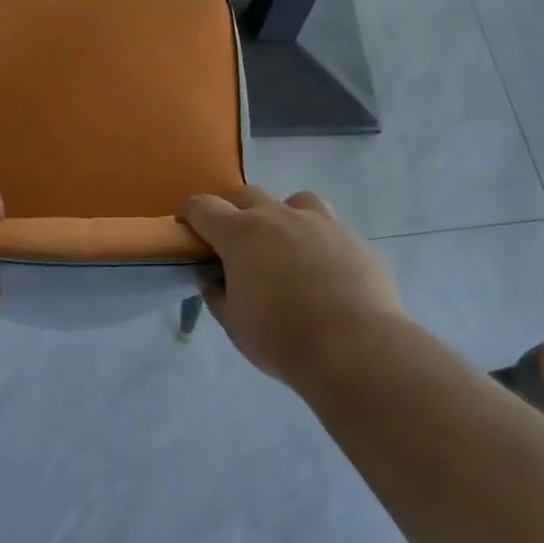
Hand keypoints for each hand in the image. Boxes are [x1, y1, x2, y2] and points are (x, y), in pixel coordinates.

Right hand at [182, 186, 403, 385]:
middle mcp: (279, 216)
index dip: (191, 216)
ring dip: (283, 216)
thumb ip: (218, 295)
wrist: (354, 347)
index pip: (203, 207)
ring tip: (286, 247)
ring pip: (295, 201)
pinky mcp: (353, 238)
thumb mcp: (234, 323)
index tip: (190, 231)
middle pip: (247, 195)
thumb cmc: (281, 337)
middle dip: (234, 212)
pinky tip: (324, 271)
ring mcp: (321, 222)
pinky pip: (329, 227)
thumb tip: (213, 280)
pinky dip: (318, 241)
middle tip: (235, 243)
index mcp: (241, 233)